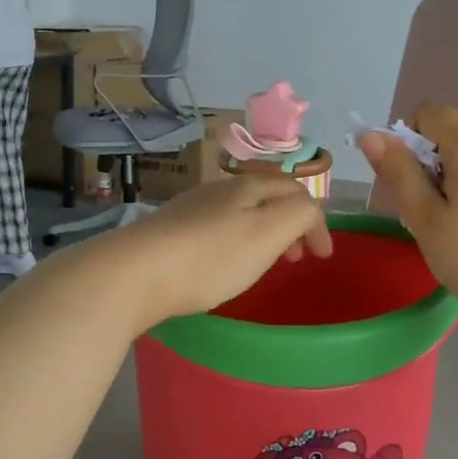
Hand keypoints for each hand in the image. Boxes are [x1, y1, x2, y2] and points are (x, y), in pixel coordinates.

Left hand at [102, 175, 332, 330]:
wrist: (135, 272)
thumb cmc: (211, 257)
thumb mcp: (268, 233)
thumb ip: (299, 215)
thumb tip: (309, 211)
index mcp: (248, 186)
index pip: (296, 190)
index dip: (316, 220)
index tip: (322, 257)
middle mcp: (220, 188)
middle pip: (266, 195)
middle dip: (290, 222)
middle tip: (295, 258)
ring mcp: (191, 207)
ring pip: (240, 211)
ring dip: (262, 232)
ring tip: (263, 262)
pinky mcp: (169, 229)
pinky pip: (215, 227)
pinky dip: (234, 240)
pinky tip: (222, 263)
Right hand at [359, 104, 457, 341]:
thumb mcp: (424, 216)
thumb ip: (397, 171)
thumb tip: (370, 135)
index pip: (427, 113)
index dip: (405, 141)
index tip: (406, 183)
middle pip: (447, 135)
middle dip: (425, 165)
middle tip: (423, 213)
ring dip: (446, 182)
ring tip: (448, 227)